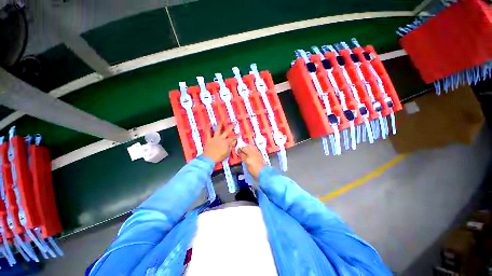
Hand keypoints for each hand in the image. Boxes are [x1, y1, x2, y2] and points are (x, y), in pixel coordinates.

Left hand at [202, 123, 236, 162]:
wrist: (209, 158)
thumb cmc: (219, 157)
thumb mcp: (227, 153)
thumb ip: (231, 146)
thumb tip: (234, 141)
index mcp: (226, 142)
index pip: (233, 138)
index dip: (236, 136)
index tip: (239, 133)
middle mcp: (221, 138)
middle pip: (227, 131)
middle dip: (231, 127)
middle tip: (234, 123)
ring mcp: (215, 138)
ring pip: (218, 130)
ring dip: (220, 125)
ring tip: (221, 121)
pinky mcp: (209, 139)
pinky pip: (208, 133)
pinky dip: (208, 129)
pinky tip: (208, 125)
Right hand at [238, 145, 265, 179]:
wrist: (264, 172)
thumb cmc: (255, 172)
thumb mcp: (247, 168)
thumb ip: (245, 161)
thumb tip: (243, 157)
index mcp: (247, 159)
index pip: (241, 153)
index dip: (239, 152)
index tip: (238, 151)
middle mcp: (251, 155)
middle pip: (245, 148)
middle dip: (242, 148)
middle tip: (240, 148)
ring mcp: (256, 153)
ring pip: (250, 146)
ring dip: (246, 146)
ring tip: (245, 148)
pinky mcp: (259, 153)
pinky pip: (254, 147)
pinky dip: (251, 147)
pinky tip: (250, 148)